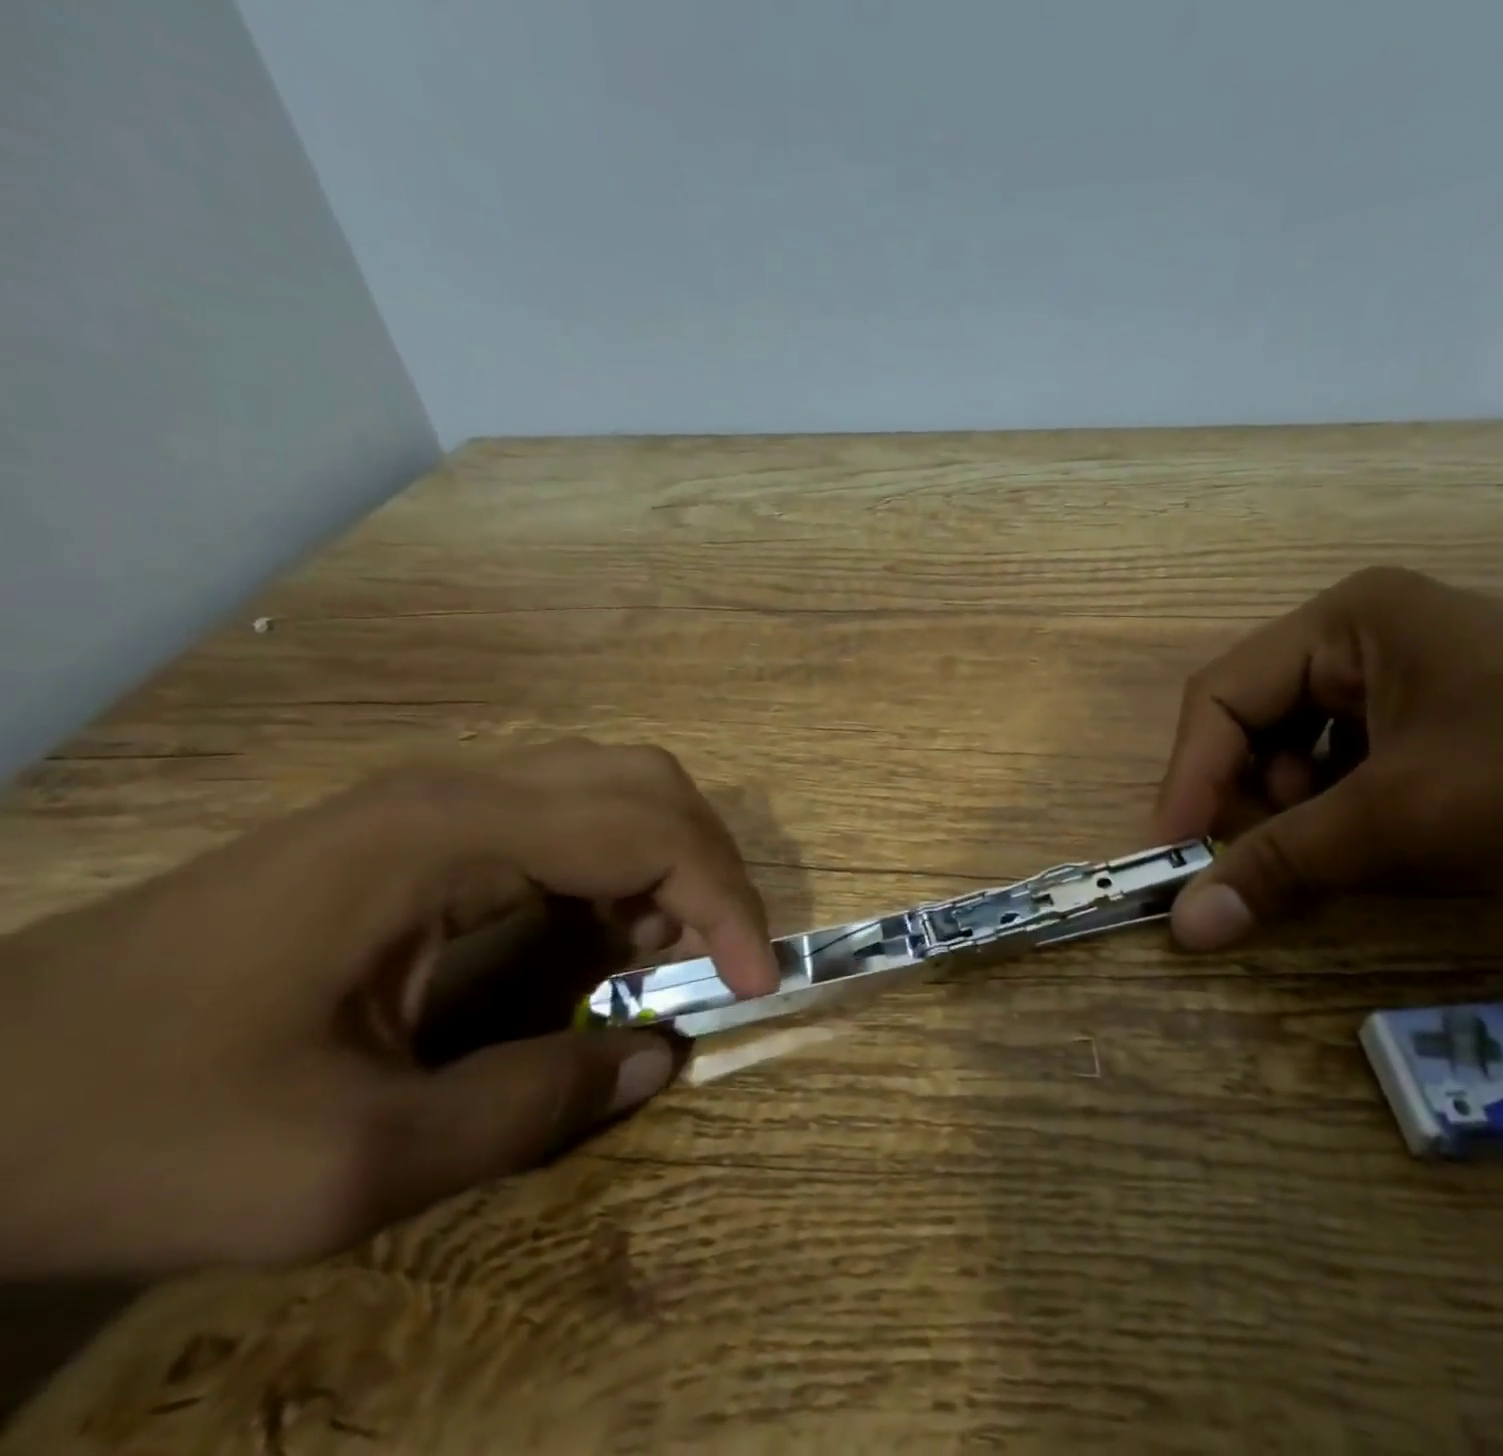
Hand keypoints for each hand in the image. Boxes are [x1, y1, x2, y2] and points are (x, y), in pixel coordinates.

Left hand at [0, 741, 777, 1277]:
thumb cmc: (140, 1125)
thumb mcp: (345, 1165)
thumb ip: (529, 1107)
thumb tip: (659, 1058)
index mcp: (450, 836)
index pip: (647, 832)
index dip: (725, 901)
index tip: (755, 981)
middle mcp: (458, 789)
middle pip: (644, 781)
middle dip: (708, 864)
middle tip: (720, 955)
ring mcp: (434, 800)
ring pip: (610, 785)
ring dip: (665, 859)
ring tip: (664, 950)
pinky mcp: (417, 825)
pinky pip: (562, 815)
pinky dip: (615, 865)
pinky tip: (599, 933)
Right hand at [1152, 567, 1502, 958]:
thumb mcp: (1404, 819)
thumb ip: (1282, 867)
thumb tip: (1185, 927)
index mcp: (1346, 621)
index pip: (1220, 694)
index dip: (1188, 777)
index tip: (1171, 857)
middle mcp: (1367, 638)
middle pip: (1258, 723)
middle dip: (1254, 799)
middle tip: (1267, 863)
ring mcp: (1410, 681)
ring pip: (1305, 754)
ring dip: (1305, 815)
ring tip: (1343, 858)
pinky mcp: (1445, 726)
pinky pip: (1356, 772)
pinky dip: (1350, 818)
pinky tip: (1388, 850)